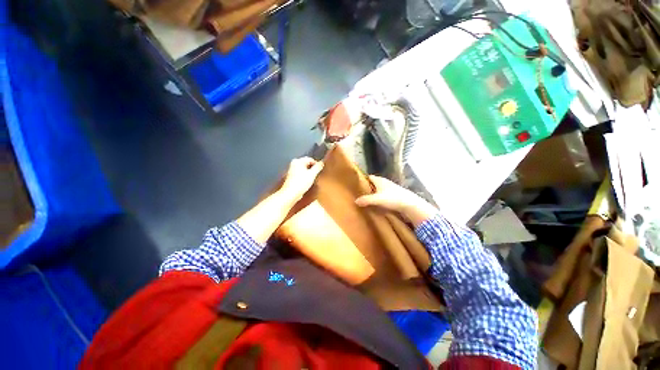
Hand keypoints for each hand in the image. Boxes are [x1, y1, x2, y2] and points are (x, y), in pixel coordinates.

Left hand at [280, 157, 323, 201]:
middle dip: (313, 168)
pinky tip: (307, 181)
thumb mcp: (312, 174)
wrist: (290, 193)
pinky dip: (305, 176)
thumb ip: (318, 167)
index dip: (316, 164)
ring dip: (309, 172)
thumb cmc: (301, 183)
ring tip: (312, 178)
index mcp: (298, 161)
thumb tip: (322, 162)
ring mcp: (292, 169)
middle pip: (307, 163)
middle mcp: (294, 163)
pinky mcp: (291, 176)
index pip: (310, 159)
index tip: (320, 171)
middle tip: (317, 175)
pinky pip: (301, 173)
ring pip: (304, 169)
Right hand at [355, 175, 436, 225]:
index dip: (362, 179)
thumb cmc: (392, 198)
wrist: (410, 204)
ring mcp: (390, 189)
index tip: (355, 184)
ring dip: (373, 194)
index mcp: (379, 180)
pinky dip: (379, 198)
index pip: (369, 177)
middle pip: (373, 183)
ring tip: (365, 199)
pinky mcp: (394, 195)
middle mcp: (385, 183)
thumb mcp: (377, 199)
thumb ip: (366, 200)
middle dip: (367, 187)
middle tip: (358, 193)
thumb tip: (355, 201)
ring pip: (378, 190)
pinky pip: (383, 195)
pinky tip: (376, 204)